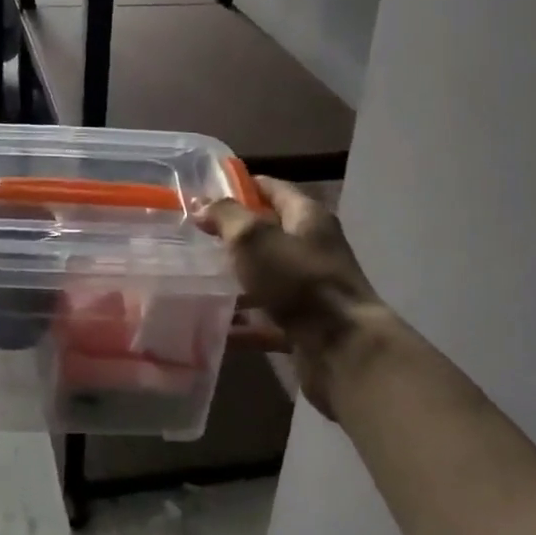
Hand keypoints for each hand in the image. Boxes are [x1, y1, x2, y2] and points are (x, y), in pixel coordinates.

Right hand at [197, 178, 396, 418]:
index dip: (242, 186)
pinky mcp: (304, 325)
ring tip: (195, 279)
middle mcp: (312, 249)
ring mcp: (309, 289)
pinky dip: (243, 323)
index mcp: (307, 218)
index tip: (206, 191)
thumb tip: (202, 203)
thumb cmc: (298, 280)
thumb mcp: (254, 238)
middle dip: (233, 236)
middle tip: (193, 237)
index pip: (273, 189)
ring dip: (235, 279)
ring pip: (265, 277)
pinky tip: (214, 326)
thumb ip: (226, 216)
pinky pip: (266, 319)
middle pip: (268, 234)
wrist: (342, 348)